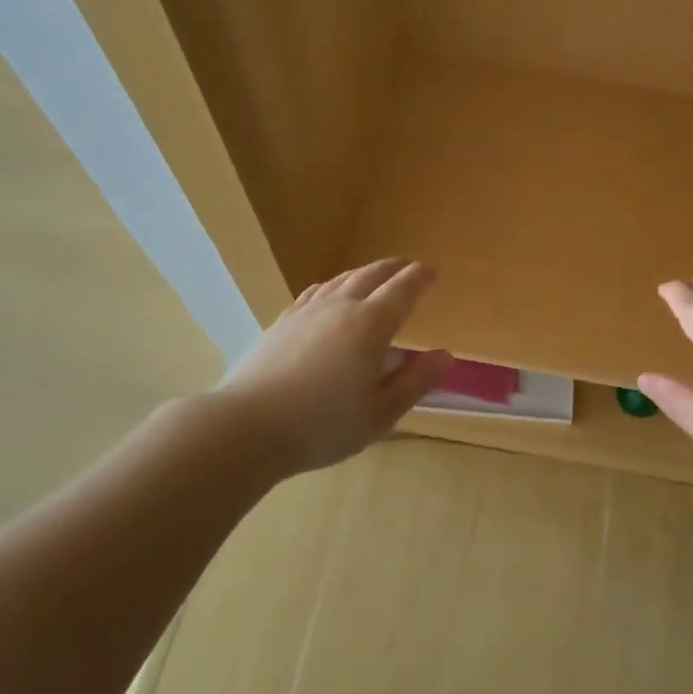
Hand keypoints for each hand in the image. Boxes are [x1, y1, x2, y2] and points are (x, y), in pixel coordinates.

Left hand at [218, 259, 451, 475]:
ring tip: (374, 276)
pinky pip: (315, 292)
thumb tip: (445, 355)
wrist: (247, 427)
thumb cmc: (322, 426)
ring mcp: (307, 311)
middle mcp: (341, 307)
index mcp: (371, 325)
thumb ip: (415, 382)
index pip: (403, 290)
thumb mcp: (380, 414)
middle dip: (394, 268)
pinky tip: (329, 294)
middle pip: (372, 275)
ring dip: (365, 273)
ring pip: (342, 279)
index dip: (420, 278)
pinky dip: (333, 286)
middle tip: (408, 267)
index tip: (432, 271)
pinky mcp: (282, 321)